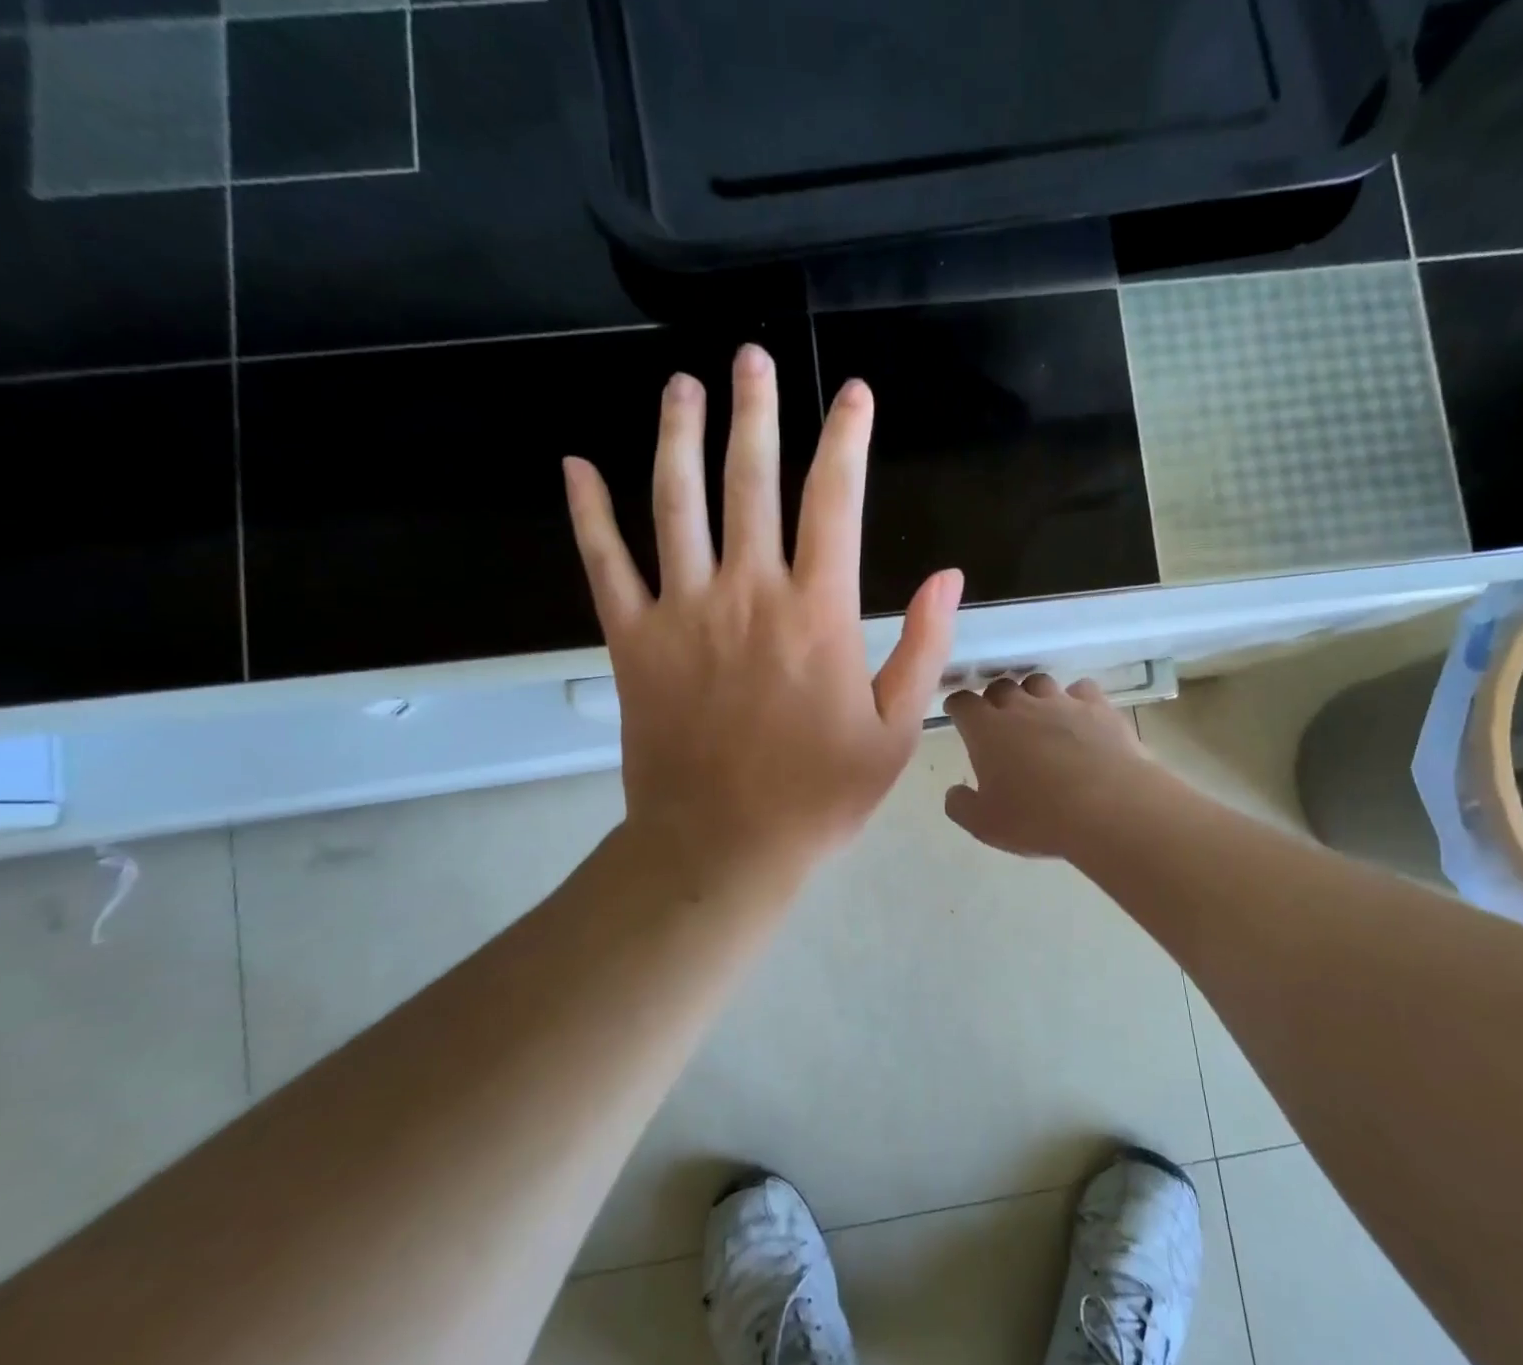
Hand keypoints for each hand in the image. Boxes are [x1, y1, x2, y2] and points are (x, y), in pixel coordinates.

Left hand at [563, 344, 962, 877]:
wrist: (722, 846)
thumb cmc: (818, 796)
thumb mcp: (893, 732)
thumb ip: (922, 649)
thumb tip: (947, 576)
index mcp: (817, 613)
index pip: (834, 501)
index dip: (847, 440)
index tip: (855, 396)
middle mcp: (747, 593)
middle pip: (750, 480)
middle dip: (756, 411)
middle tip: (752, 358)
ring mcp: (682, 611)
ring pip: (675, 503)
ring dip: (678, 436)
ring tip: (682, 386)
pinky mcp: (632, 640)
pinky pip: (604, 563)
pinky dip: (588, 513)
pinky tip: (575, 467)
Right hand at [944, 674, 1150, 858]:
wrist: (1109, 808)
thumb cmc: (1038, 818)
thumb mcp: (985, 825)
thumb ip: (961, 806)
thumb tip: (955, 792)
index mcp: (986, 730)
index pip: (963, 703)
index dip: (958, 707)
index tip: (957, 714)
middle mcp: (1021, 706)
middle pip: (1000, 687)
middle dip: (994, 700)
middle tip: (998, 720)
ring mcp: (1062, 702)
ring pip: (1039, 682)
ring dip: (1032, 695)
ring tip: (1037, 715)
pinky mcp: (1098, 707)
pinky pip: (1081, 690)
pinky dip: (1075, 699)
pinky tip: (1080, 716)